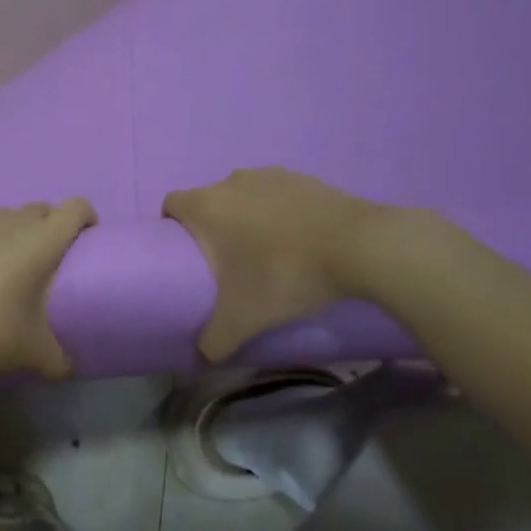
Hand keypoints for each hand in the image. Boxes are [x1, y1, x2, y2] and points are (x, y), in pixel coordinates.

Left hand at [0, 199, 96, 378]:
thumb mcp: (31, 354)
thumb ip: (59, 360)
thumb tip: (70, 368)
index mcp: (41, 241)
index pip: (76, 207)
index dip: (86, 218)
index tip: (86, 240)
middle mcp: (10, 220)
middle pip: (41, 210)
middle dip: (49, 228)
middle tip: (44, 263)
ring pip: (5, 217)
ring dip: (12, 234)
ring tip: (2, 268)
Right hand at [163, 168, 417, 362]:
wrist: (358, 246)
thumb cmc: (284, 275)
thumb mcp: (244, 319)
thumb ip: (215, 340)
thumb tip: (204, 355)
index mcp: (206, 205)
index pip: (172, 205)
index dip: (172, 227)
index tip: (187, 255)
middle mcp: (231, 181)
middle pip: (209, 201)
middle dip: (214, 229)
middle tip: (229, 265)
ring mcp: (270, 175)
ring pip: (245, 197)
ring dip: (248, 219)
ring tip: (269, 254)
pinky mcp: (304, 178)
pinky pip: (278, 195)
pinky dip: (281, 214)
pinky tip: (300, 242)